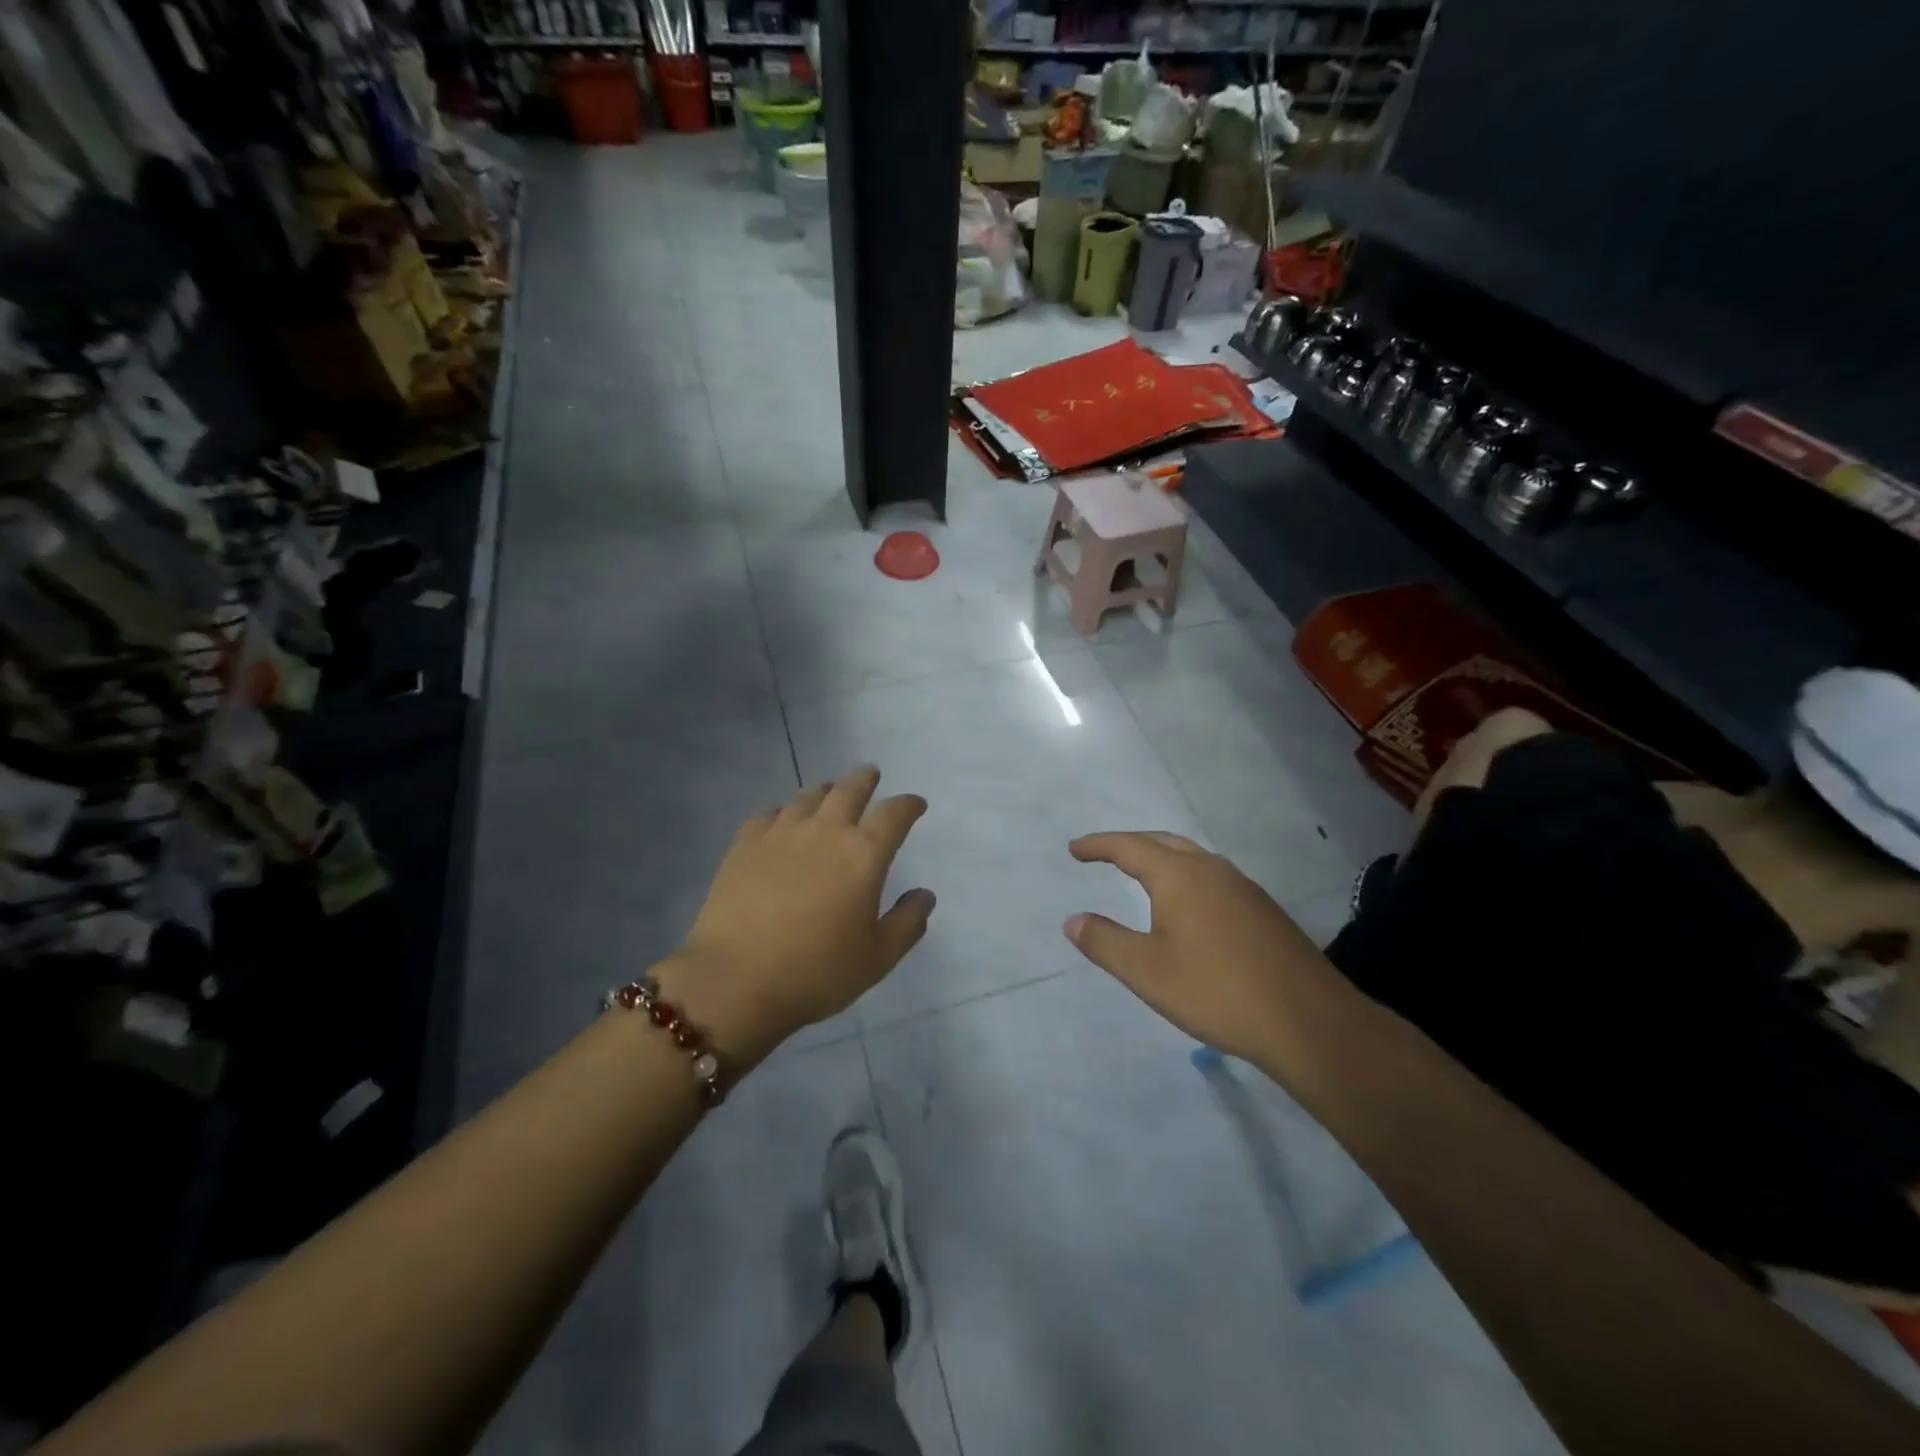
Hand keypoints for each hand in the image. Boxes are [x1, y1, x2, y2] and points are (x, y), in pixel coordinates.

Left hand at [664, 767, 933, 1064]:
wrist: (735, 980)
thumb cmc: (816, 972)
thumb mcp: (877, 958)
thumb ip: (907, 922)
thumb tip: (925, 894)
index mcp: (864, 855)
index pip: (894, 815)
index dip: (908, 805)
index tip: (916, 804)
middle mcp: (825, 831)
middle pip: (850, 790)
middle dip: (865, 780)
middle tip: (871, 775)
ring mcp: (781, 833)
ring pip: (808, 796)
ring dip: (825, 790)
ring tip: (829, 792)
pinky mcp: (745, 844)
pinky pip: (768, 813)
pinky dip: (783, 811)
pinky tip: (781, 821)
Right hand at [1064, 831, 1348, 1069]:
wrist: (1309, 1022)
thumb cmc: (1218, 992)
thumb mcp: (1148, 972)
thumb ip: (1105, 943)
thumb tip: (1073, 920)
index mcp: (1180, 876)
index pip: (1129, 847)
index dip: (1098, 845)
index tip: (1074, 849)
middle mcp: (1212, 870)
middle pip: (1163, 842)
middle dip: (1129, 844)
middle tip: (1102, 854)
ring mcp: (1243, 888)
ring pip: (1192, 858)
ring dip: (1160, 857)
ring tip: (1140, 874)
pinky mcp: (1263, 910)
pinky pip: (1213, 877)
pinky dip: (1186, 876)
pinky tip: (1188, 906)